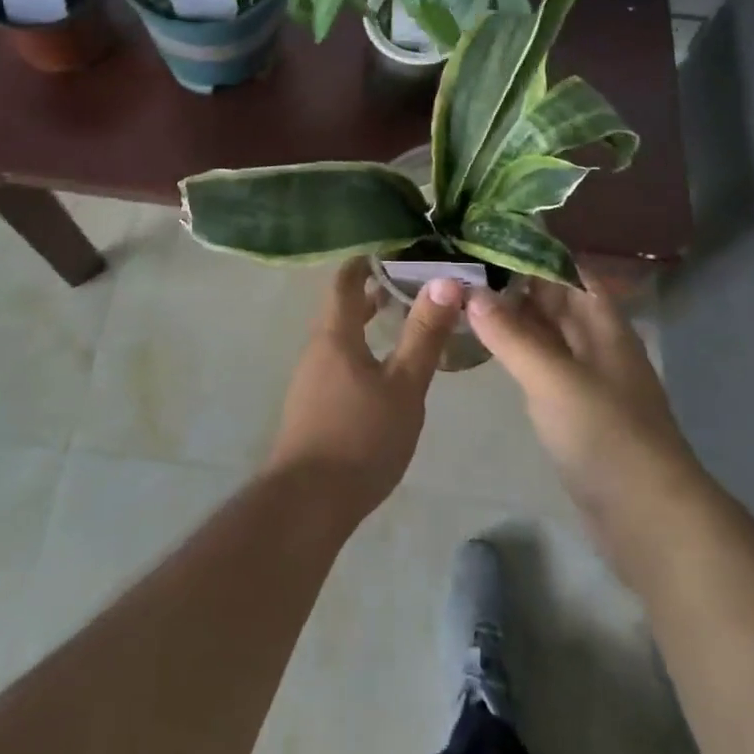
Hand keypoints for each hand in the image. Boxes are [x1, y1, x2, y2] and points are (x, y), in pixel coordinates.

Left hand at [263, 260, 462, 524]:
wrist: (306, 505)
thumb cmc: (360, 437)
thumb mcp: (404, 385)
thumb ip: (424, 334)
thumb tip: (446, 281)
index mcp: (335, 335)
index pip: (345, 281)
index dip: (365, 261)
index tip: (392, 249)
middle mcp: (317, 349)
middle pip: (341, 308)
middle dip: (370, 292)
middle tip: (406, 282)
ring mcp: (310, 380)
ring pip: (339, 337)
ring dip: (365, 323)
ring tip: (398, 320)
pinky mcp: (311, 408)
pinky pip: (337, 362)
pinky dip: (360, 350)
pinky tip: (382, 372)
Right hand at [466, 281, 703, 579]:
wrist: (649, 519)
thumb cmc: (605, 434)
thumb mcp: (552, 378)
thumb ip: (511, 335)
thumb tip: (470, 291)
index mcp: (602, 323)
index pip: (567, 271)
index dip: (532, 252)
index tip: (487, 236)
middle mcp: (596, 342)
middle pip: (554, 299)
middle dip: (514, 283)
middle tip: (462, 266)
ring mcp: (587, 377)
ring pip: (545, 333)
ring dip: (512, 317)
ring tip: (464, 298)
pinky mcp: (575, 410)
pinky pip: (542, 366)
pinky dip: (516, 351)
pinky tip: (486, 346)